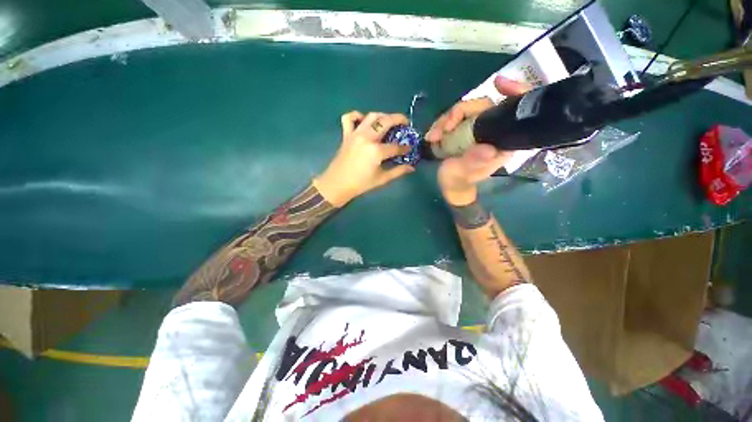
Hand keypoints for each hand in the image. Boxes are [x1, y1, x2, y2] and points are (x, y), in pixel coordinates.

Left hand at [313, 111, 414, 206]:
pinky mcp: (346, 134)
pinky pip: (349, 118)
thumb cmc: (361, 184)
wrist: (337, 184)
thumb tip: (412, 167)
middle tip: (405, 123)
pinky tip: (363, 120)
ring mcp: (355, 134)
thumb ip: (398, 171)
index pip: (396, 146)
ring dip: (383, 115)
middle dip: (399, 119)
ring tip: (388, 121)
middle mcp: (367, 138)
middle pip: (386, 121)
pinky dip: (357, 115)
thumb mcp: (382, 179)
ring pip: (371, 116)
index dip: (405, 147)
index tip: (409, 148)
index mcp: (376, 151)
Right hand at [426, 76, 530, 204]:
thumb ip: (473, 162)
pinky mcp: (463, 129)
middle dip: (458, 112)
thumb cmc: (458, 181)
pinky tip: (431, 136)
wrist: (449, 185)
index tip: (499, 83)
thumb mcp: (463, 174)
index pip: (514, 110)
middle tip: (442, 128)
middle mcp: (492, 130)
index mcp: (502, 140)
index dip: (514, 91)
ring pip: (463, 111)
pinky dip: (440, 125)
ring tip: (432, 137)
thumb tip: (487, 149)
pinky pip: (452, 118)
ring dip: (444, 120)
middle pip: (481, 106)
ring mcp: (476, 128)